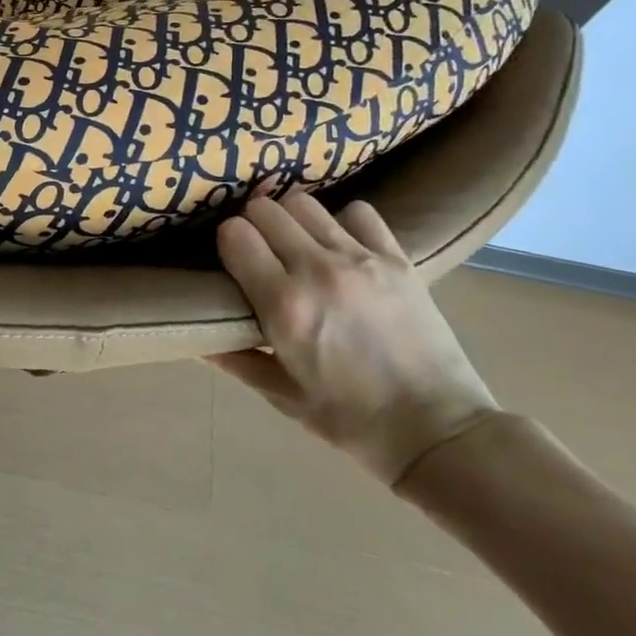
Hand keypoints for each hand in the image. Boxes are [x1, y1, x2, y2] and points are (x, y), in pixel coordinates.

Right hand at [210, 190, 498, 483]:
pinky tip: (341, 245)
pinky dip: (342, 221)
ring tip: (296, 243)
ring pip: (305, 203)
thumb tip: (196, 337)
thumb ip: (234, 359)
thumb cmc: (351, 421)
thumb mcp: (282, 397)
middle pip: (265, 209)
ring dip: (291, 219)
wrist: (439, 432)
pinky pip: (358, 212)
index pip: (234, 234)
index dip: (227, 243)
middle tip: (259, 250)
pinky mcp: (398, 259)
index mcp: (284, 305)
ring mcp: (361, 259)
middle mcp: (318, 270)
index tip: (230, 261)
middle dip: (253, 225)